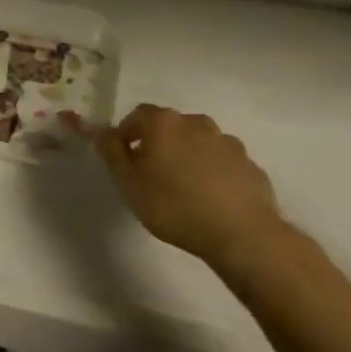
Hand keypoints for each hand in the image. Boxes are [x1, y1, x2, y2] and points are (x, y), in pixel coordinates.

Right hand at [95, 105, 287, 276]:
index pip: (136, 116)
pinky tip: (212, 199)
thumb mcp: (129, 184)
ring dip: (188, 156)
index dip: (126, 135)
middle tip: (152, 176)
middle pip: (169, 127)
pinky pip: (223, 162)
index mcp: (163, 122)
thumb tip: (101, 131)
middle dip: (158, 144)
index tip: (124, 160)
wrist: (243, 235)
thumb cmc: (175, 206)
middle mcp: (195, 122)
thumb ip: (111, 153)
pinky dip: (214, 172)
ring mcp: (227, 142)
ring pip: (198, 143)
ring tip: (184, 189)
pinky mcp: (249, 164)